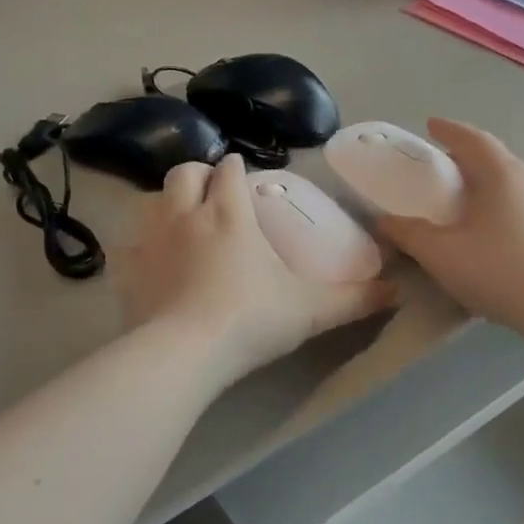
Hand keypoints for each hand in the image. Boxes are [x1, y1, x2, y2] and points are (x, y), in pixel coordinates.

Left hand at [117, 153, 395, 385]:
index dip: (237, 169)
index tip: (245, 179)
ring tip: (182, 223)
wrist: (182, 354)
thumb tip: (398, 292)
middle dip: (198, 175)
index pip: (229, 170)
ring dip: (167, 203)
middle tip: (212, 194)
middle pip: (184, 172)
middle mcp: (185, 216)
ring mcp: (149, 241)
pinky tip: (151, 264)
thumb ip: (354, 299)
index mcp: (229, 215)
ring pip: (151, 201)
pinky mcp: (125, 271)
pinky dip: (139, 246)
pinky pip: (127, 245)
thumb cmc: (250, 321)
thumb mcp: (311, 311)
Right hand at [373, 120, 523, 333]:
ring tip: (463, 201)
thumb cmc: (499, 270)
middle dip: (465, 159)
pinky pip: (521, 207)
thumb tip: (384, 221)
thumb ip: (409, 234)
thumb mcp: (442, 254)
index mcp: (501, 173)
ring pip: (510, 184)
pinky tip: (490, 231)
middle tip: (441, 168)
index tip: (430, 125)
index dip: (448, 130)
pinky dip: (499, 207)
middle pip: (493, 159)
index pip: (472, 139)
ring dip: (485, 185)